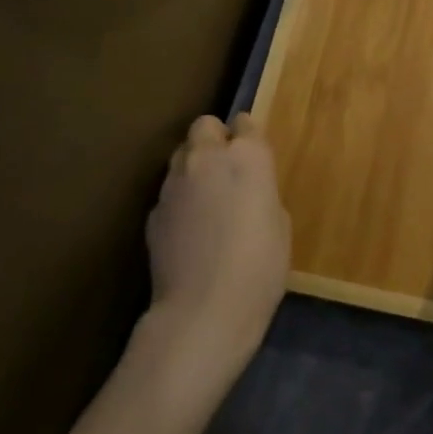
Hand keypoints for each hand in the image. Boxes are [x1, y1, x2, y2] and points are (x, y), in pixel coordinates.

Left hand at [146, 114, 290, 373]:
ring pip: (180, 155)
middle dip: (214, 139)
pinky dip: (179, 200)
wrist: (204, 311)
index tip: (253, 156)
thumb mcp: (279, 223)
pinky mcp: (153, 212)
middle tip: (226, 170)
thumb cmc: (260, 266)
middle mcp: (206, 158)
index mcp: (247, 155)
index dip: (248, 137)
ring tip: (205, 199)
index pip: (245, 122)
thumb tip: (246, 191)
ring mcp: (173, 183)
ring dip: (194, 166)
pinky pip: (168, 192)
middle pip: (205, 126)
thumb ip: (260, 192)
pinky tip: (189, 230)